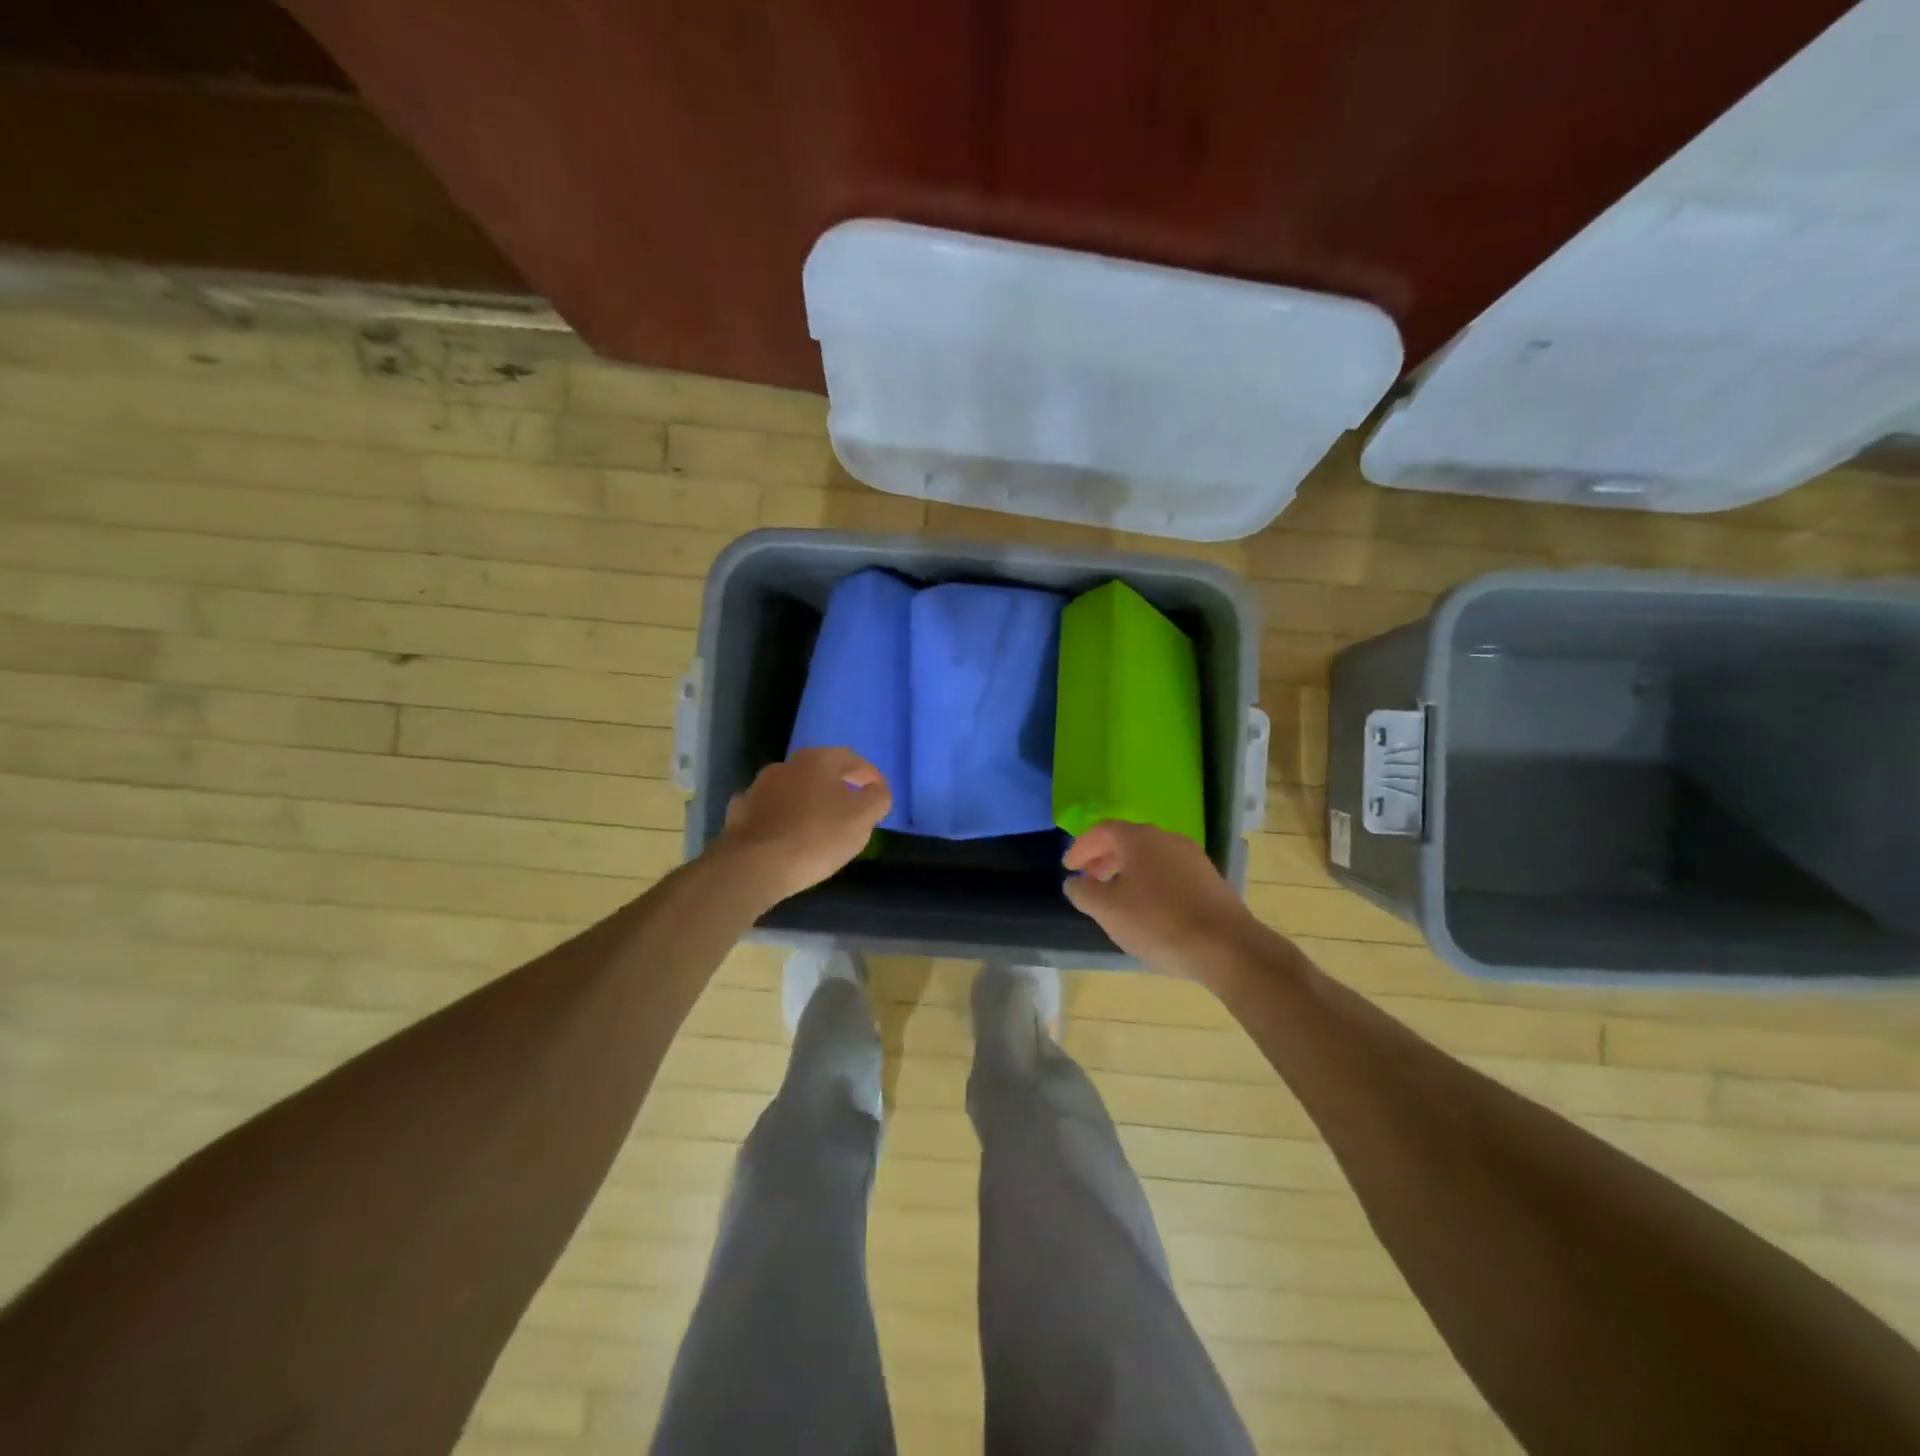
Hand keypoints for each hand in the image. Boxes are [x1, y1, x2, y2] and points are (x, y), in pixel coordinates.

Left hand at [713, 746, 891, 905]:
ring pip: (793, 789)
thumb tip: (876, 790)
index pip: (852, 759)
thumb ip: (877, 798)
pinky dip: (782, 817)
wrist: (754, 865)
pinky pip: (770, 809)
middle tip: (852, 809)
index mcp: (818, 760)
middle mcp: (787, 765)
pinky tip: (786, 833)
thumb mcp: (863, 818)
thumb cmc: (817, 837)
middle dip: (839, 786)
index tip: (879, 795)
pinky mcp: (741, 811)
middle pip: (821, 771)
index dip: (870, 776)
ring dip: (808, 801)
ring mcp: (759, 786)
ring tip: (819, 824)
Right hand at [1063, 821, 1263, 979]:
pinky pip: (1171, 872)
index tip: (1069, 867)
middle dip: (1105, 858)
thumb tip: (1074, 881)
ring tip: (1118, 897)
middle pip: (1128, 841)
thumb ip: (1083, 892)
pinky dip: (1152, 882)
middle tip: (1090, 879)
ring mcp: (1193, 858)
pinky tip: (1150, 909)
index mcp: (1139, 839)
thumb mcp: (1108, 910)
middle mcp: (1167, 839)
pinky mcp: (1210, 880)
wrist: (1226, 947)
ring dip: (1129, 871)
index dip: (1081, 847)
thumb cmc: (1158, 922)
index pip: (1102, 830)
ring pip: (1151, 857)